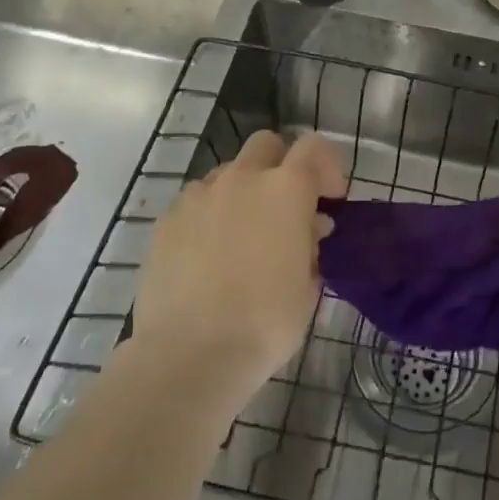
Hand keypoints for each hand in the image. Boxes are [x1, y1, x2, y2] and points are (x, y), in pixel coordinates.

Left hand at [129, 129, 345, 397]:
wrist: (190, 355)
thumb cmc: (265, 323)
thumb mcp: (309, 287)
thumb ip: (312, 245)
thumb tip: (311, 227)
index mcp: (286, 189)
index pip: (315, 147)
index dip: (328, 166)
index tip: (331, 198)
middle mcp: (242, 179)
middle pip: (266, 144)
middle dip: (281, 164)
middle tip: (285, 207)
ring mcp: (199, 195)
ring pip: (228, 172)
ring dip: (242, 192)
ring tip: (243, 236)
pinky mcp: (167, 219)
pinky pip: (196, 201)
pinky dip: (209, 216)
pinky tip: (208, 254)